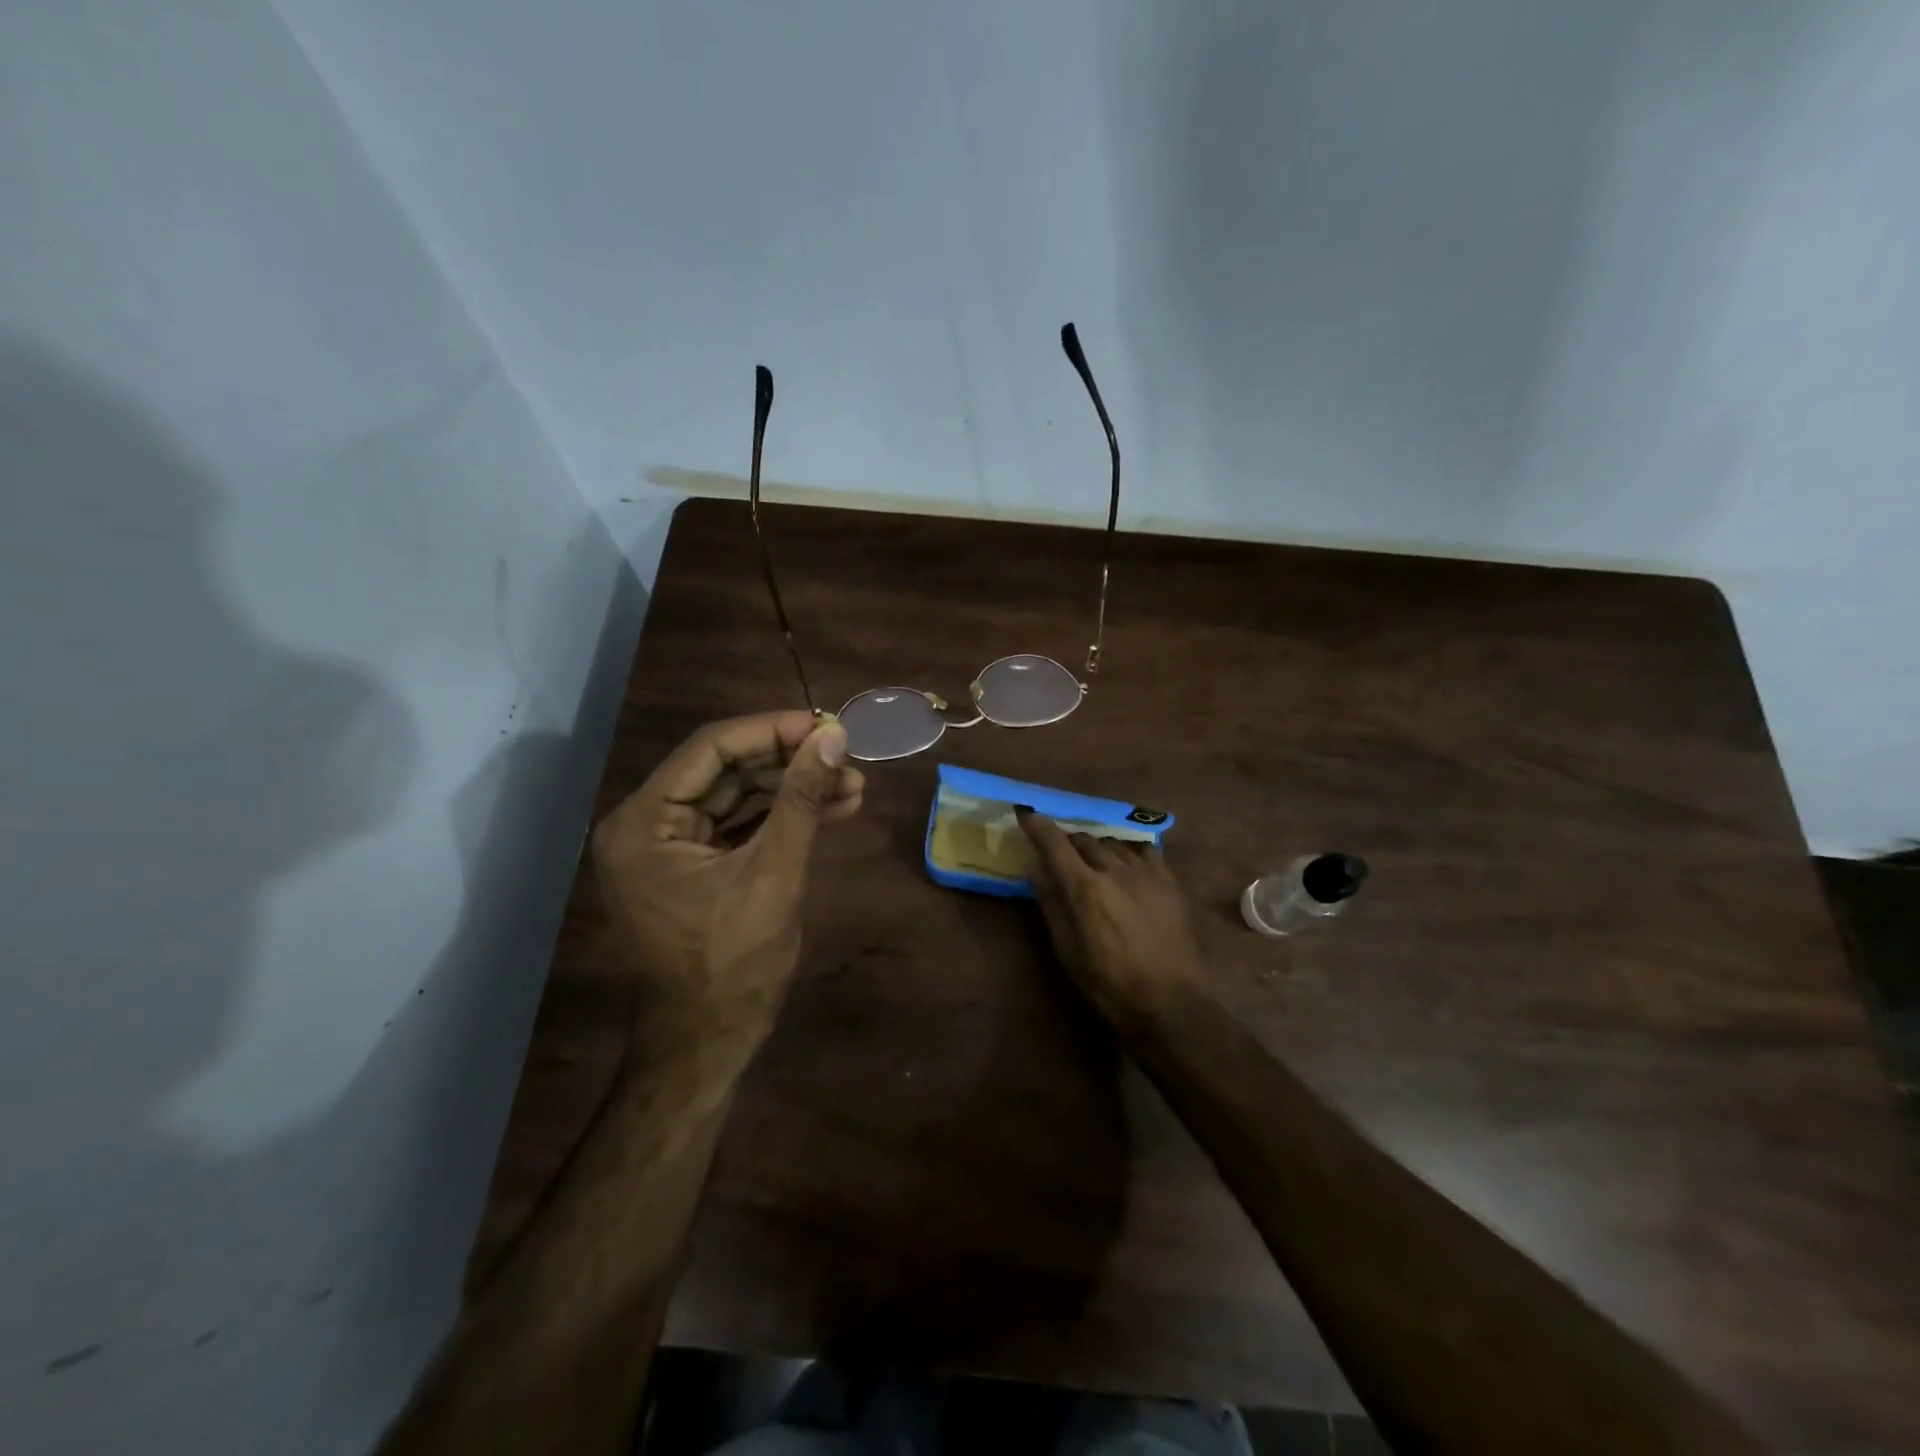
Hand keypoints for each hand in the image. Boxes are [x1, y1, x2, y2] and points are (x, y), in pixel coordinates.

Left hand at [591, 712, 862, 1025]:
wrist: (709, 1041)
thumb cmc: (734, 964)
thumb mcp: (774, 873)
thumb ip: (801, 799)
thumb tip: (834, 736)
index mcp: (643, 823)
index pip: (710, 749)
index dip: (771, 731)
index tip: (826, 725)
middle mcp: (645, 825)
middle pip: (725, 770)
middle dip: (790, 762)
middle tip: (846, 756)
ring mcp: (668, 847)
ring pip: (738, 796)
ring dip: (794, 788)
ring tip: (853, 784)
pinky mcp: (693, 866)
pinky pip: (740, 826)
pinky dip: (783, 817)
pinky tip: (833, 808)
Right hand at [1016, 809, 1205, 1026]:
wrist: (1172, 1003)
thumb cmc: (1110, 985)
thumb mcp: (1068, 951)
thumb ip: (1052, 905)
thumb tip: (1037, 871)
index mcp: (1085, 889)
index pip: (1055, 843)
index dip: (1037, 825)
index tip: (1026, 813)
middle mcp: (1114, 870)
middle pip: (1083, 839)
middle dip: (1067, 842)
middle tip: (1060, 856)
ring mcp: (1146, 872)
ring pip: (1113, 842)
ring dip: (1096, 847)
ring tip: (1093, 864)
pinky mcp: (1170, 881)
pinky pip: (1145, 850)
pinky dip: (1128, 852)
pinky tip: (1127, 865)